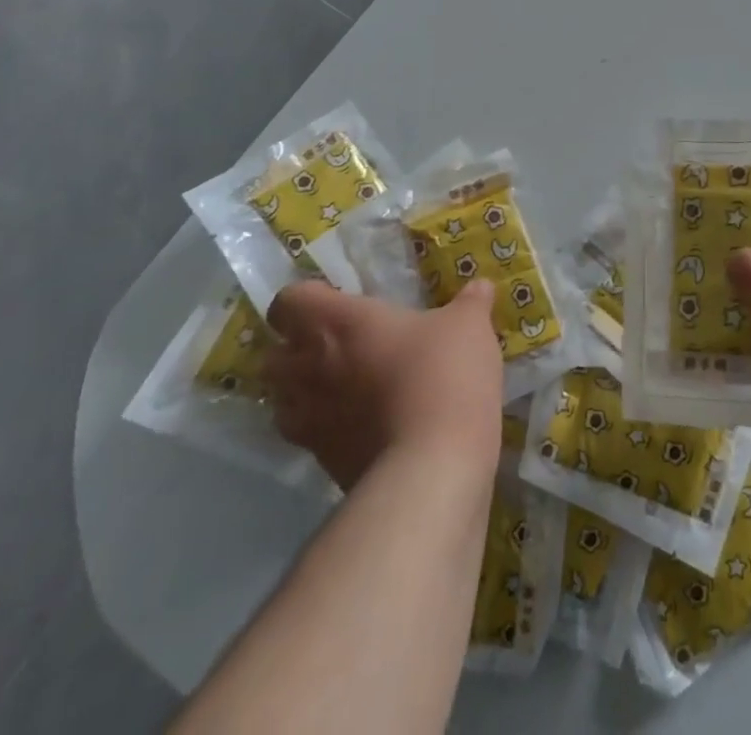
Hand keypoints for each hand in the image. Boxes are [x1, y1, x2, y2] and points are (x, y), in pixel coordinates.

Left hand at [264, 279, 503, 490]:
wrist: (433, 465)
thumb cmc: (445, 374)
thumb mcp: (469, 326)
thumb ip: (470, 302)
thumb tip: (480, 286)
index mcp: (338, 323)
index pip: (288, 302)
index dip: (304, 298)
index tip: (334, 300)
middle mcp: (310, 368)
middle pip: (271, 354)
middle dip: (293, 348)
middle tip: (335, 343)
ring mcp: (310, 421)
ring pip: (281, 400)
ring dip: (301, 390)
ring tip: (340, 386)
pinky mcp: (321, 462)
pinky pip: (308, 436)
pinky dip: (324, 427)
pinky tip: (361, 423)